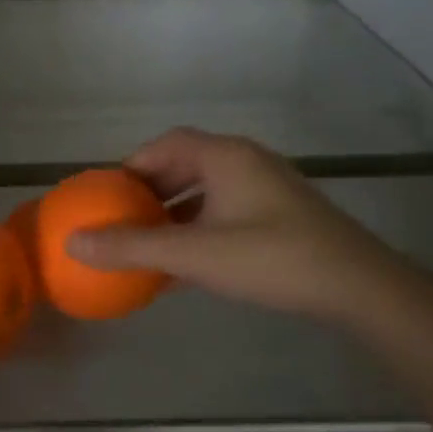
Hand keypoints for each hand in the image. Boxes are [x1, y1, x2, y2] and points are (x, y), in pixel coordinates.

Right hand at [67, 128, 412, 321]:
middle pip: (185, 165)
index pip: (166, 144)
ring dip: (174, 214)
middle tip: (123, 219)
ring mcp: (268, 190)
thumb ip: (132, 247)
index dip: (132, 165)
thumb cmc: (271, 258)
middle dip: (150, 192)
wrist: (358, 287)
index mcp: (225, 157)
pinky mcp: (282, 216)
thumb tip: (73, 242)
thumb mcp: (194, 254)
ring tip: (148, 244)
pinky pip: (226, 213)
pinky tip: (185, 266)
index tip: (107, 194)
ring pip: (207, 192)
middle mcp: (246, 163)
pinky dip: (199, 230)